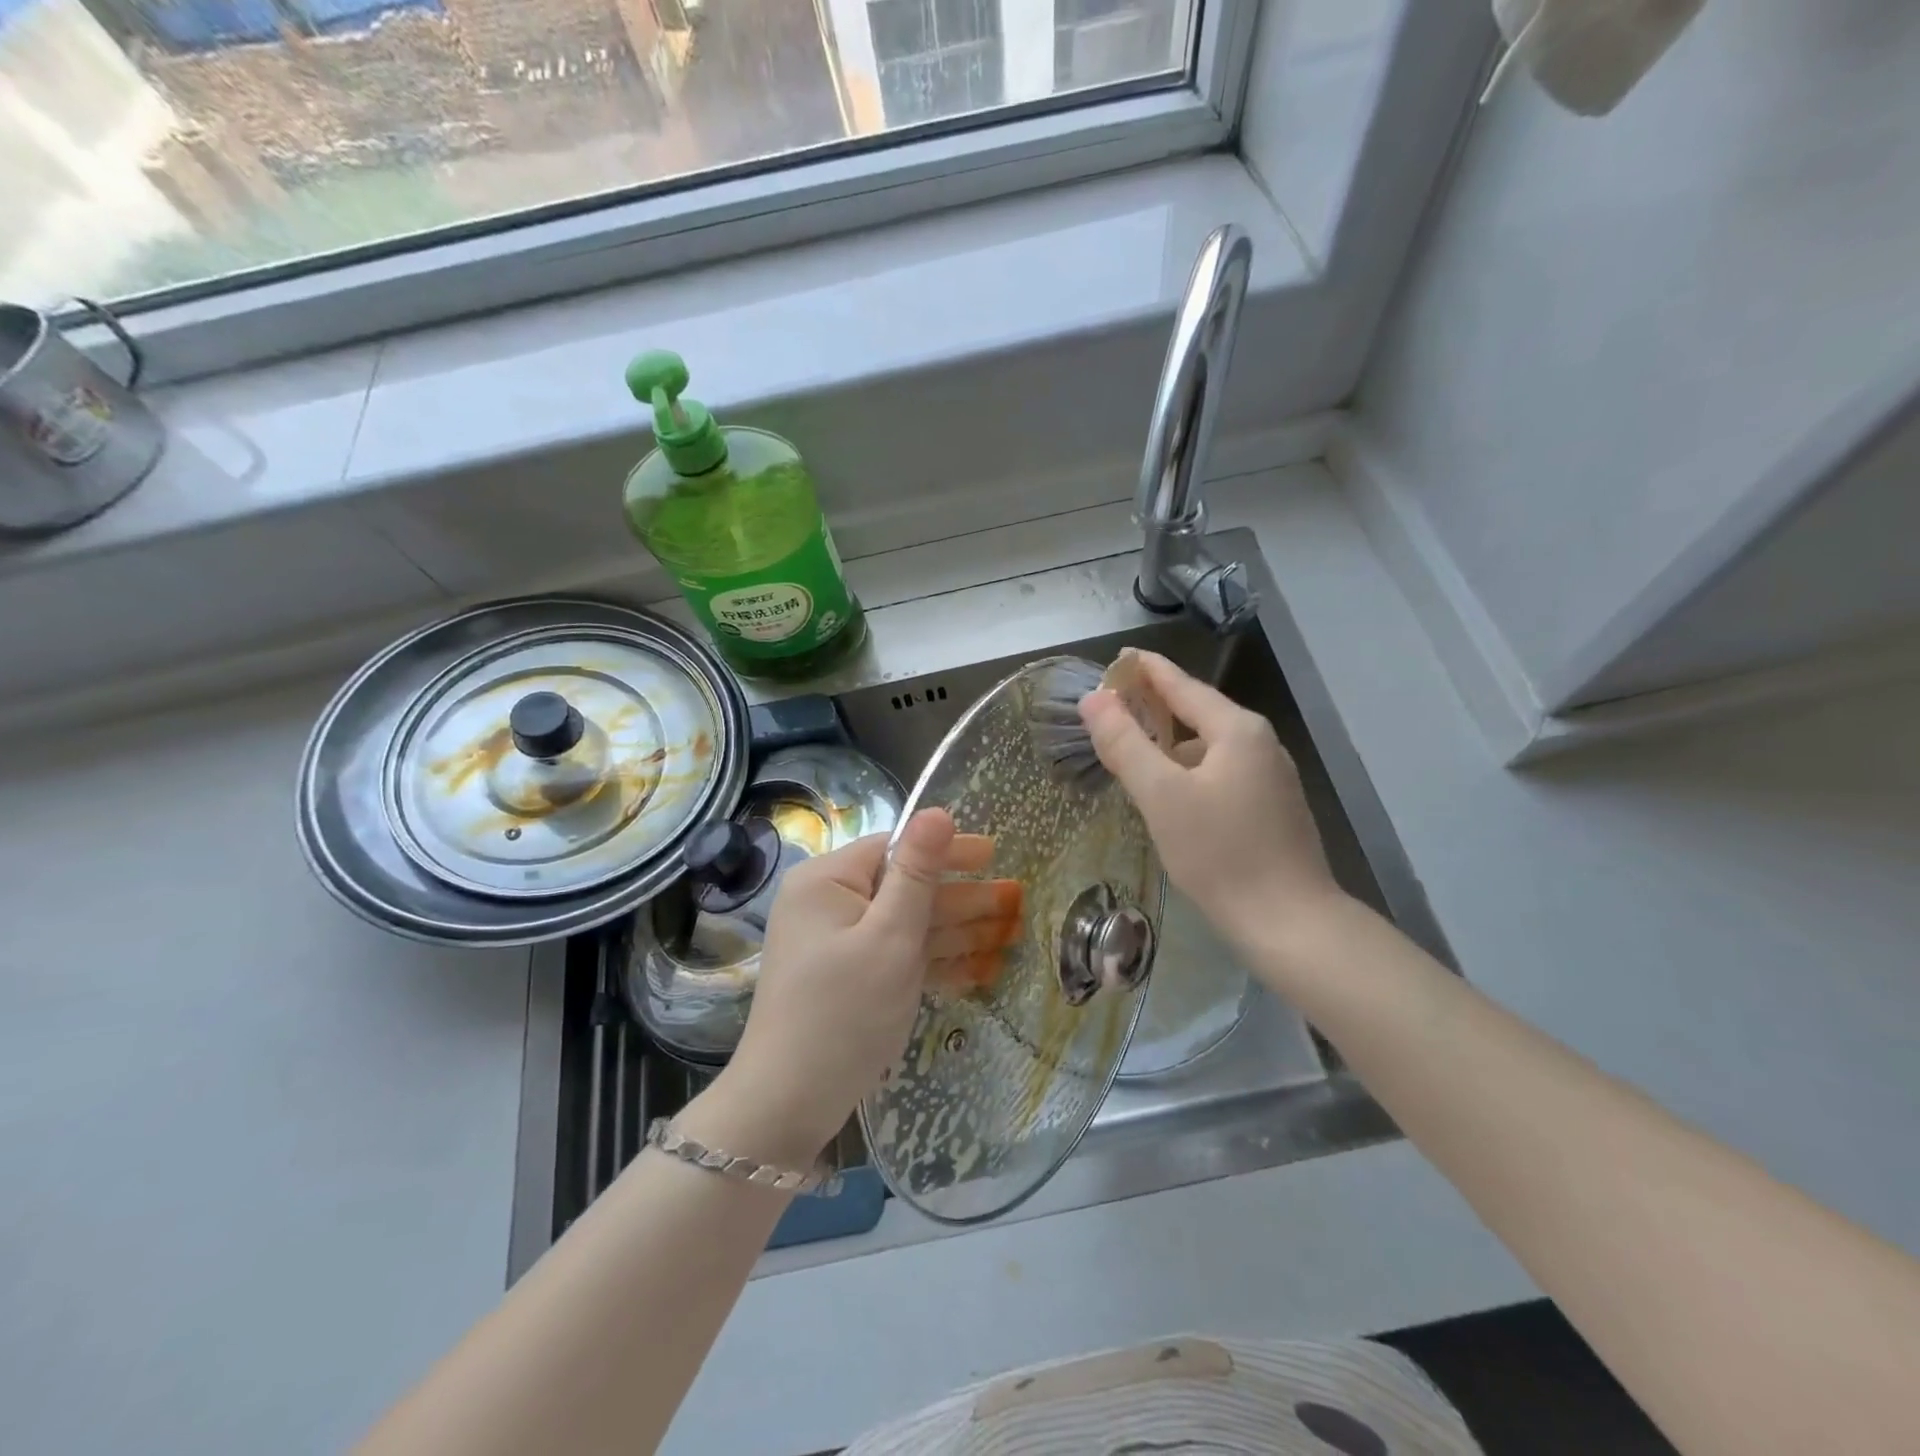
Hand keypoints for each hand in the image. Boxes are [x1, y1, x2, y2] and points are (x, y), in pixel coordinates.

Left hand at [690, 810, 1020, 1166]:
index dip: (947, 852)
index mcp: (828, 880)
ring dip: (957, 932)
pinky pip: (896, 957)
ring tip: (1011, 933)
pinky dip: (935, 963)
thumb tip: (937, 809)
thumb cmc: (844, 1012)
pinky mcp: (848, 978)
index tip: (995, 856)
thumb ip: (918, 872)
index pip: (895, 849)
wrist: (788, 1105)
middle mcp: (828, 903)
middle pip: (905, 888)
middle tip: (1016, 901)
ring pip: (907, 926)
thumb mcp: (890, 936)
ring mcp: (837, 943)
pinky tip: (980, 970)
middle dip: (962, 898)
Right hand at [1079, 651, 1344, 959]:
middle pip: (1197, 713)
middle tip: (1113, 705)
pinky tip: (1169, 792)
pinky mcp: (1270, 808)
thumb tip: (1094, 699)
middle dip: (1155, 706)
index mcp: (1237, 730)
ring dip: (1169, 742)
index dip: (1147, 670)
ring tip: (1132, 749)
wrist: (1290, 923)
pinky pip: (1219, 773)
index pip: (1182, 685)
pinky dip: (1188, 770)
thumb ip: (1125, 743)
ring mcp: (1270, 777)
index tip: (1118, 658)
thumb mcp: (1161, 795)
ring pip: (1207, 747)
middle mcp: (1259, 743)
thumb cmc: (1220, 853)